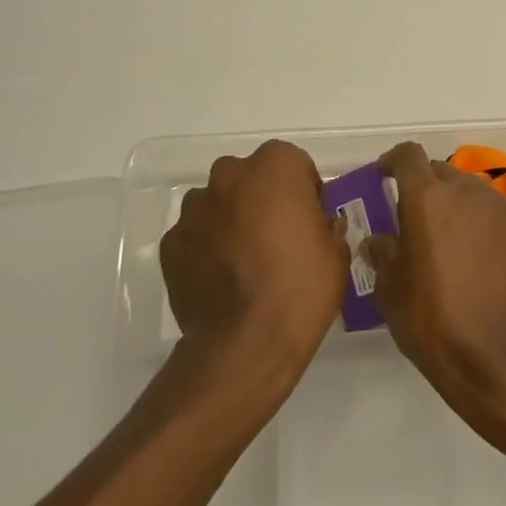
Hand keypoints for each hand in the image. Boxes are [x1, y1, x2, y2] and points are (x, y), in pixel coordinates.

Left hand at [160, 140, 347, 387]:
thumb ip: (325, 225)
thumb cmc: (301, 287)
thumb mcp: (335, 252)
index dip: (303, 190)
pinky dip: (206, 248)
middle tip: (277, 238)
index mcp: (274, 167)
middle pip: (250, 178)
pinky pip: (196, 235)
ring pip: (218, 204)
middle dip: (262, 199)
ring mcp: (194, 209)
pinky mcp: (170, 243)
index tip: (309, 219)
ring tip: (245, 262)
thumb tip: (316, 225)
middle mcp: (229, 176)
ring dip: (231, 220)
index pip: (292, 163)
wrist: (245, 343)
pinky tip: (222, 280)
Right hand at [365, 142, 505, 421]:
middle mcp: (469, 192)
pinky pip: (503, 220)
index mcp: (428, 199)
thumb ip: (382, 253)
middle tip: (418, 219)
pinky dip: (491, 231)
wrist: (496, 358)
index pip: (408, 155)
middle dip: (428, 188)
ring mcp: (505, 211)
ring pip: (476, 194)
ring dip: (461, 208)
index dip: (394, 161)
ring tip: (455, 243)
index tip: (386, 176)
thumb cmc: (431, 320)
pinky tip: (487, 263)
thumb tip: (377, 240)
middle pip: (444, 173)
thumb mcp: (390, 290)